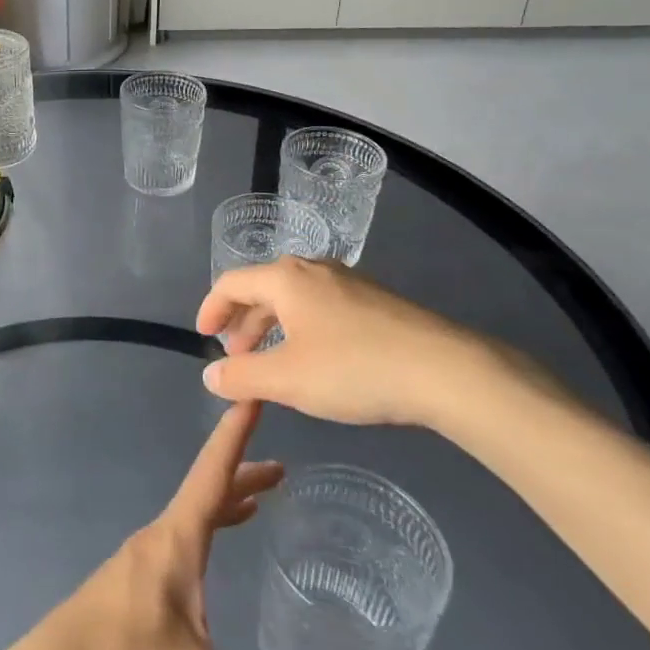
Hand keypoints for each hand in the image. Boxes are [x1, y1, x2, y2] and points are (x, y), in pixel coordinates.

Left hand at [0, 402, 330, 649]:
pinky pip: (176, 547)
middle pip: (204, 494)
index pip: (212, 474)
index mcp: (174, 542)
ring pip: (189, 521)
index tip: (252, 393)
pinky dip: (203, 536)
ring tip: (255, 505)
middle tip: (281, 470)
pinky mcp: (125, 592)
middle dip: (241, 475)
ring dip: (222, 507)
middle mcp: (155, 541)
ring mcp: (136, 565)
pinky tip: (207, 571)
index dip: (235, 434)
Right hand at [198, 257, 504, 428]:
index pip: (231, 283)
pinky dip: (302, 329)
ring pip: (294, 299)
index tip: (204, 337)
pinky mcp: (375, 302)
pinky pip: (321, 308)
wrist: (446, 370)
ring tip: (273, 363)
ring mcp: (348, 283)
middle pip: (262, 288)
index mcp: (285, 278)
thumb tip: (210, 375)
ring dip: (273, 328)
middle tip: (236, 357)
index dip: (210, 308)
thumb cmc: (354, 368)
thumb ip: (241, 377)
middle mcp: (313, 270)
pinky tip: (317, 361)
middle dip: (243, 323)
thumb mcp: (287, 379)